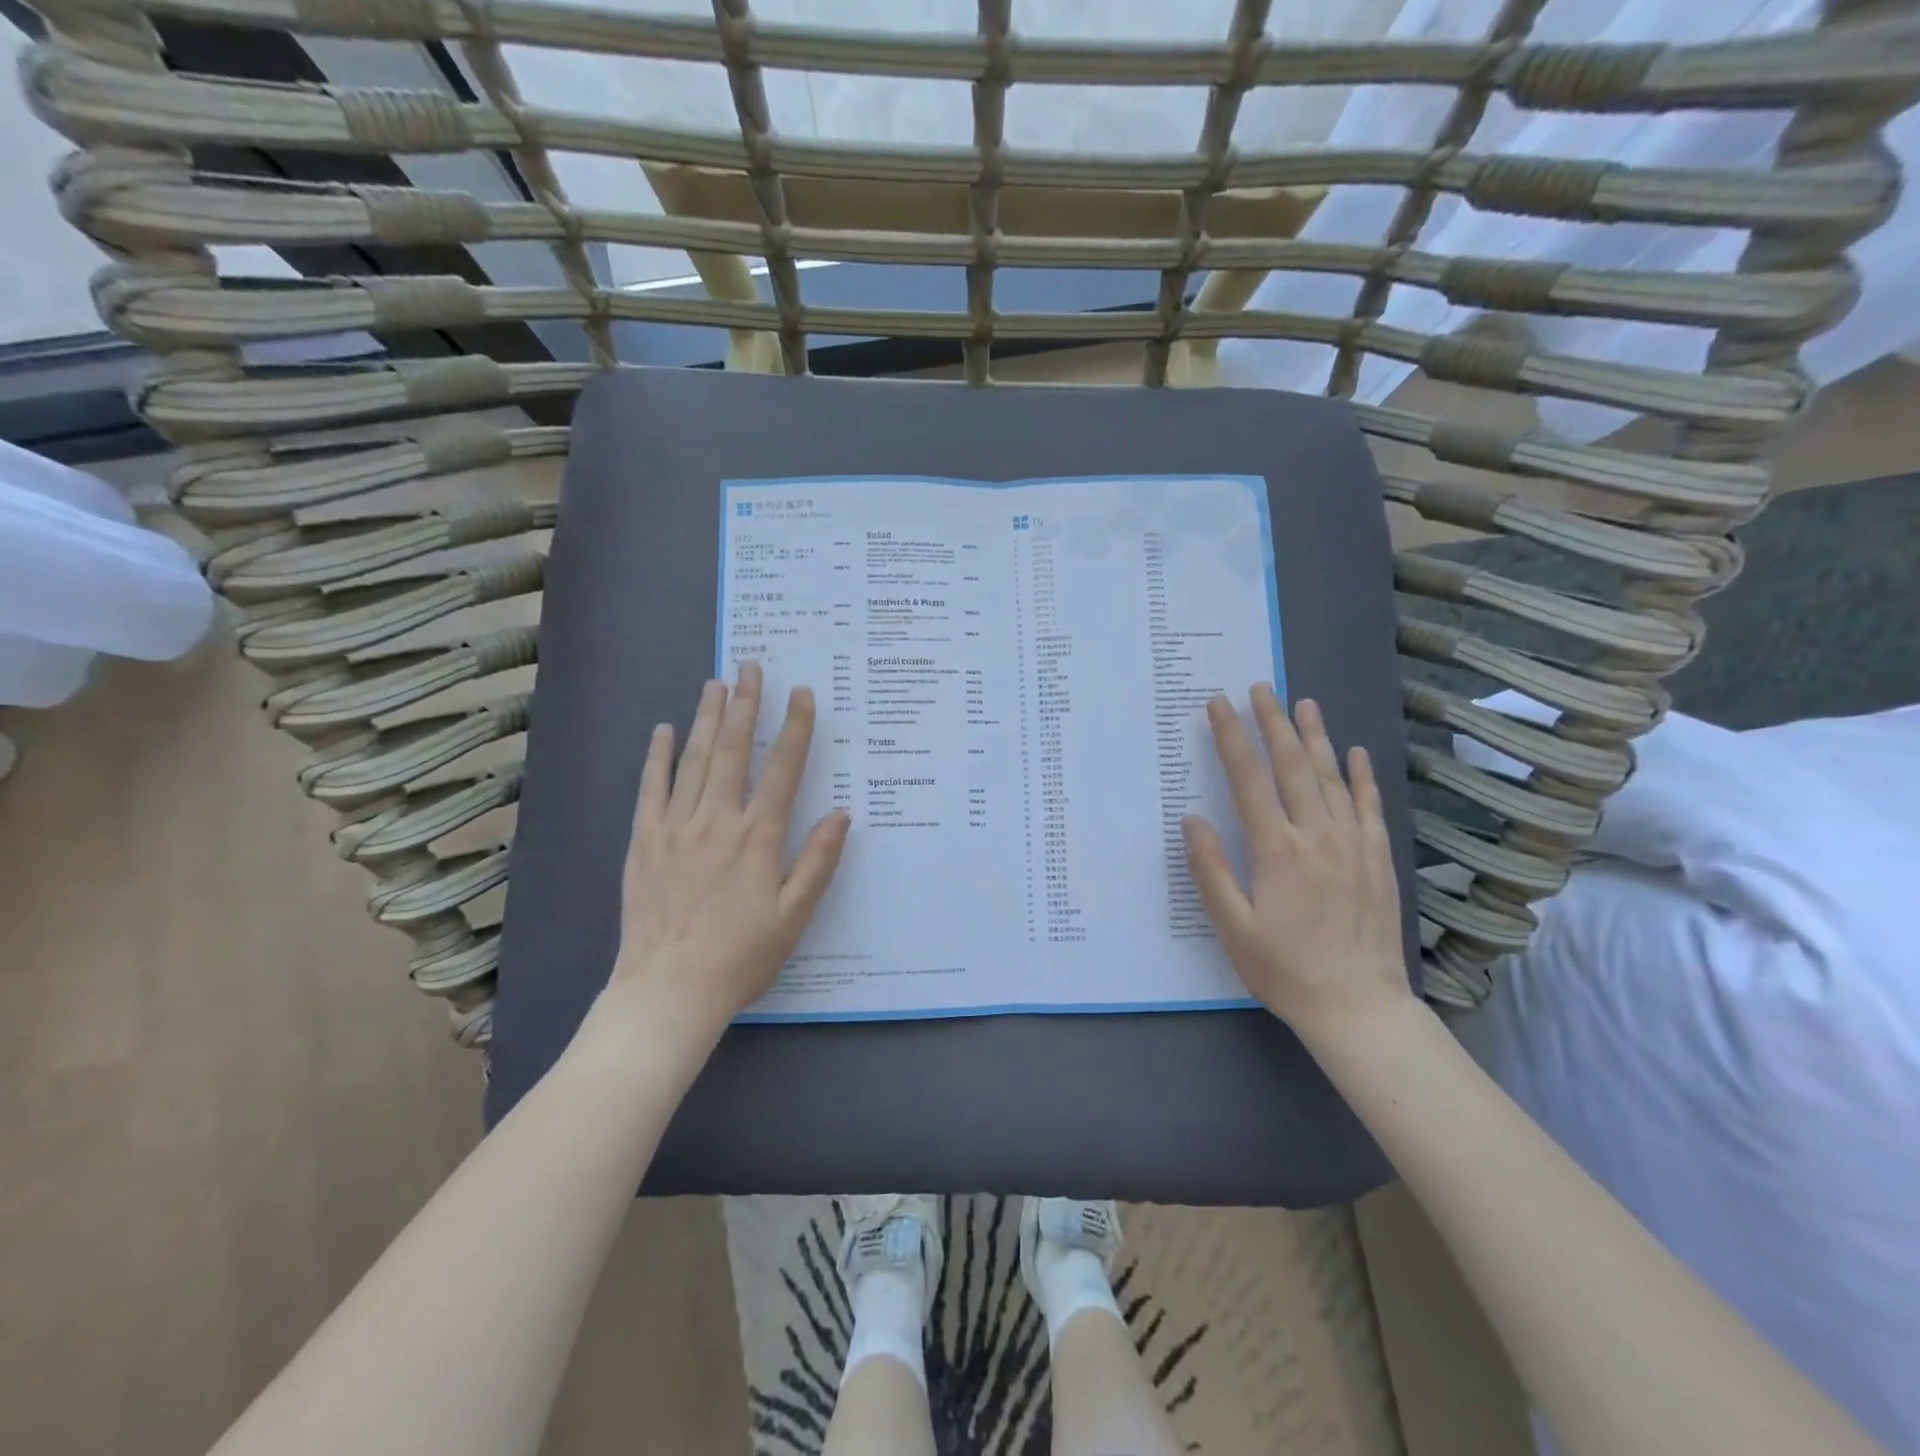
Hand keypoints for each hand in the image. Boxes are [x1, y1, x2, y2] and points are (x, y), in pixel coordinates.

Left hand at [605, 661, 849, 1046]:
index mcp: (759, 837)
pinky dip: (658, 757)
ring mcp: (676, 827)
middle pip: (734, 750)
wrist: (668, 991)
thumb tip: (842, 813)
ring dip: (706, 718)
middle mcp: (718, 821)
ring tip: (715, 683)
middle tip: (751, 666)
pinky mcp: (645, 841)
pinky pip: (651, 789)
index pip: (784, 769)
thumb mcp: (794, 916)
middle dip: (745, 705)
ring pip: (694, 760)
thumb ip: (818, 862)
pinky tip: (663, 731)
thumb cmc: (740, 956)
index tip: (802, 693)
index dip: (795, 728)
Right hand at [1182, 685, 1412, 1043]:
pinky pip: (1368, 806)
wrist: (1359, 1007)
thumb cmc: (1284, 969)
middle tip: (1261, 688)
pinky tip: (1355, 753)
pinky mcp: (1378, 859)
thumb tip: (1193, 818)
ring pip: (1331, 778)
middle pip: (1292, 766)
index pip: (1248, 780)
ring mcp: (1352, 844)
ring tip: (1303, 703)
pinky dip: (1361, 776)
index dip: (1232, 739)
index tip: (1219, 705)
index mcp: (1276, 850)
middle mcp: (1316, 836)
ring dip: (1315, 737)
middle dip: (1273, 723)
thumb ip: (1211, 869)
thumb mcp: (1232, 927)